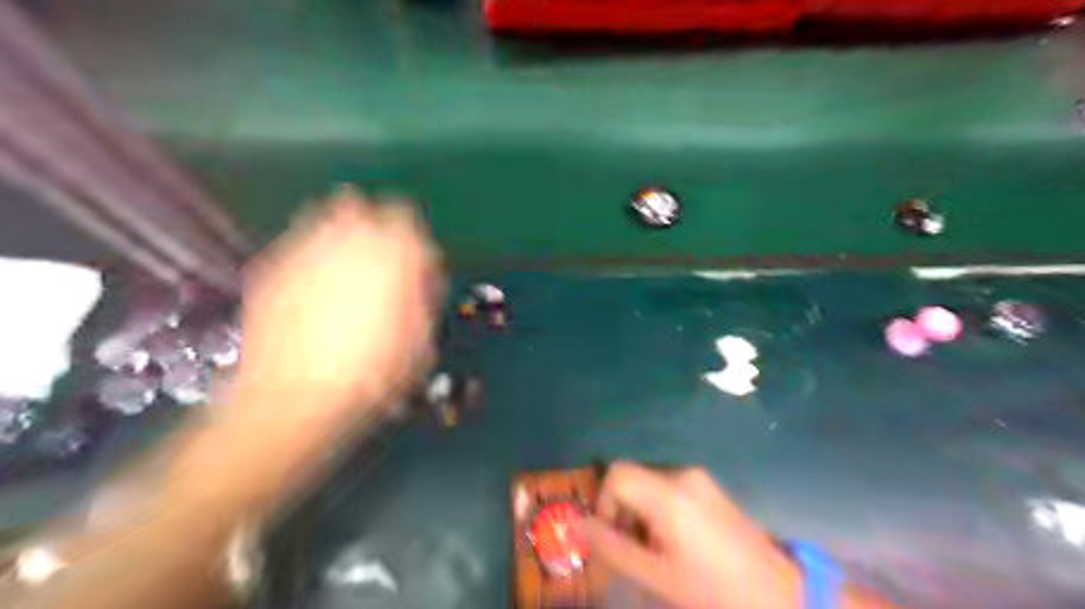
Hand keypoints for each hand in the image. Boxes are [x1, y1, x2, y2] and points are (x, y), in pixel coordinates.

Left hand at [231, 189, 442, 430]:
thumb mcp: (420, 342)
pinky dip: (313, 254)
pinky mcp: (272, 267)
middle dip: (378, 228)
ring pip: (329, 216)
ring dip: (344, 232)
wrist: (295, 400)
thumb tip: (419, 281)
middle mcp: (349, 241)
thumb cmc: (371, 376)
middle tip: (383, 257)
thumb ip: (423, 300)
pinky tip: (316, 285)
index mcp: (394, 256)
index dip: (418, 245)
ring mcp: (306, 250)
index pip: (411, 225)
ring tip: (348, 265)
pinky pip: (299, 244)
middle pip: (366, 209)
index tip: (418, 267)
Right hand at [580, 462, 798, 608]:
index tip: (614, 540)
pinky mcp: (710, 488)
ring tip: (658, 553)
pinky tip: (677, 544)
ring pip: (649, 484)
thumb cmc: (713, 592)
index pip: (616, 475)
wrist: (780, 596)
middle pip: (632, 479)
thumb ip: (610, 547)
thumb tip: (572, 524)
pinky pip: (669, 489)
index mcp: (669, 493)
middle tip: (635, 553)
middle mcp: (682, 475)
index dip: (603, 504)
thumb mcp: (655, 577)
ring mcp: (699, 479)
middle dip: (622, 512)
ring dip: (640, 514)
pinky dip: (659, 511)